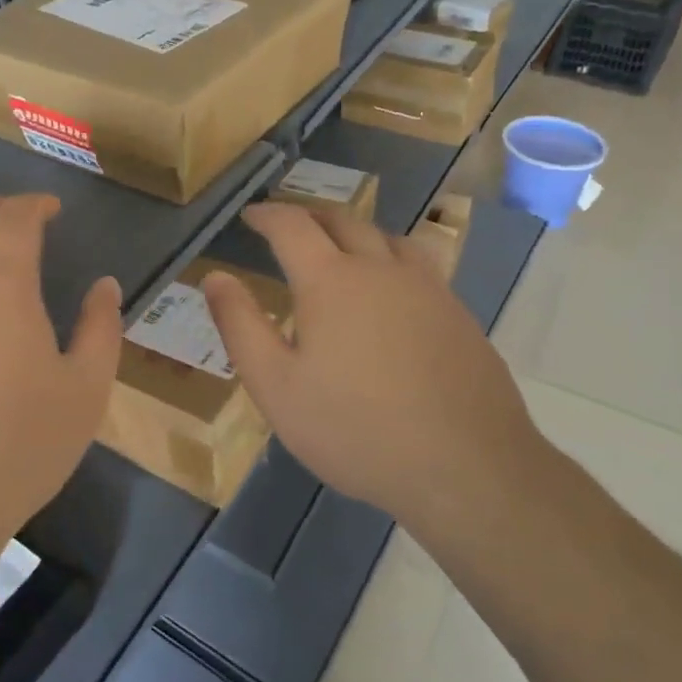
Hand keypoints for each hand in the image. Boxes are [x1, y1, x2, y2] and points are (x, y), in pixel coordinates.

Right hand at [201, 203, 543, 536]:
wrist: (467, 466)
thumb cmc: (355, 429)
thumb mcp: (276, 386)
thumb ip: (240, 325)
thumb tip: (214, 277)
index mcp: (331, 280)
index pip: (293, 226)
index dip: (268, 215)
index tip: (251, 215)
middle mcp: (381, 269)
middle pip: (343, 221)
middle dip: (310, 216)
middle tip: (289, 227)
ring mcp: (427, 288)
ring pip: (387, 238)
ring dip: (355, 232)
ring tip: (340, 248)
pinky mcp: (458, 314)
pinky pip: (418, 266)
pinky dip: (390, 259)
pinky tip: (391, 292)